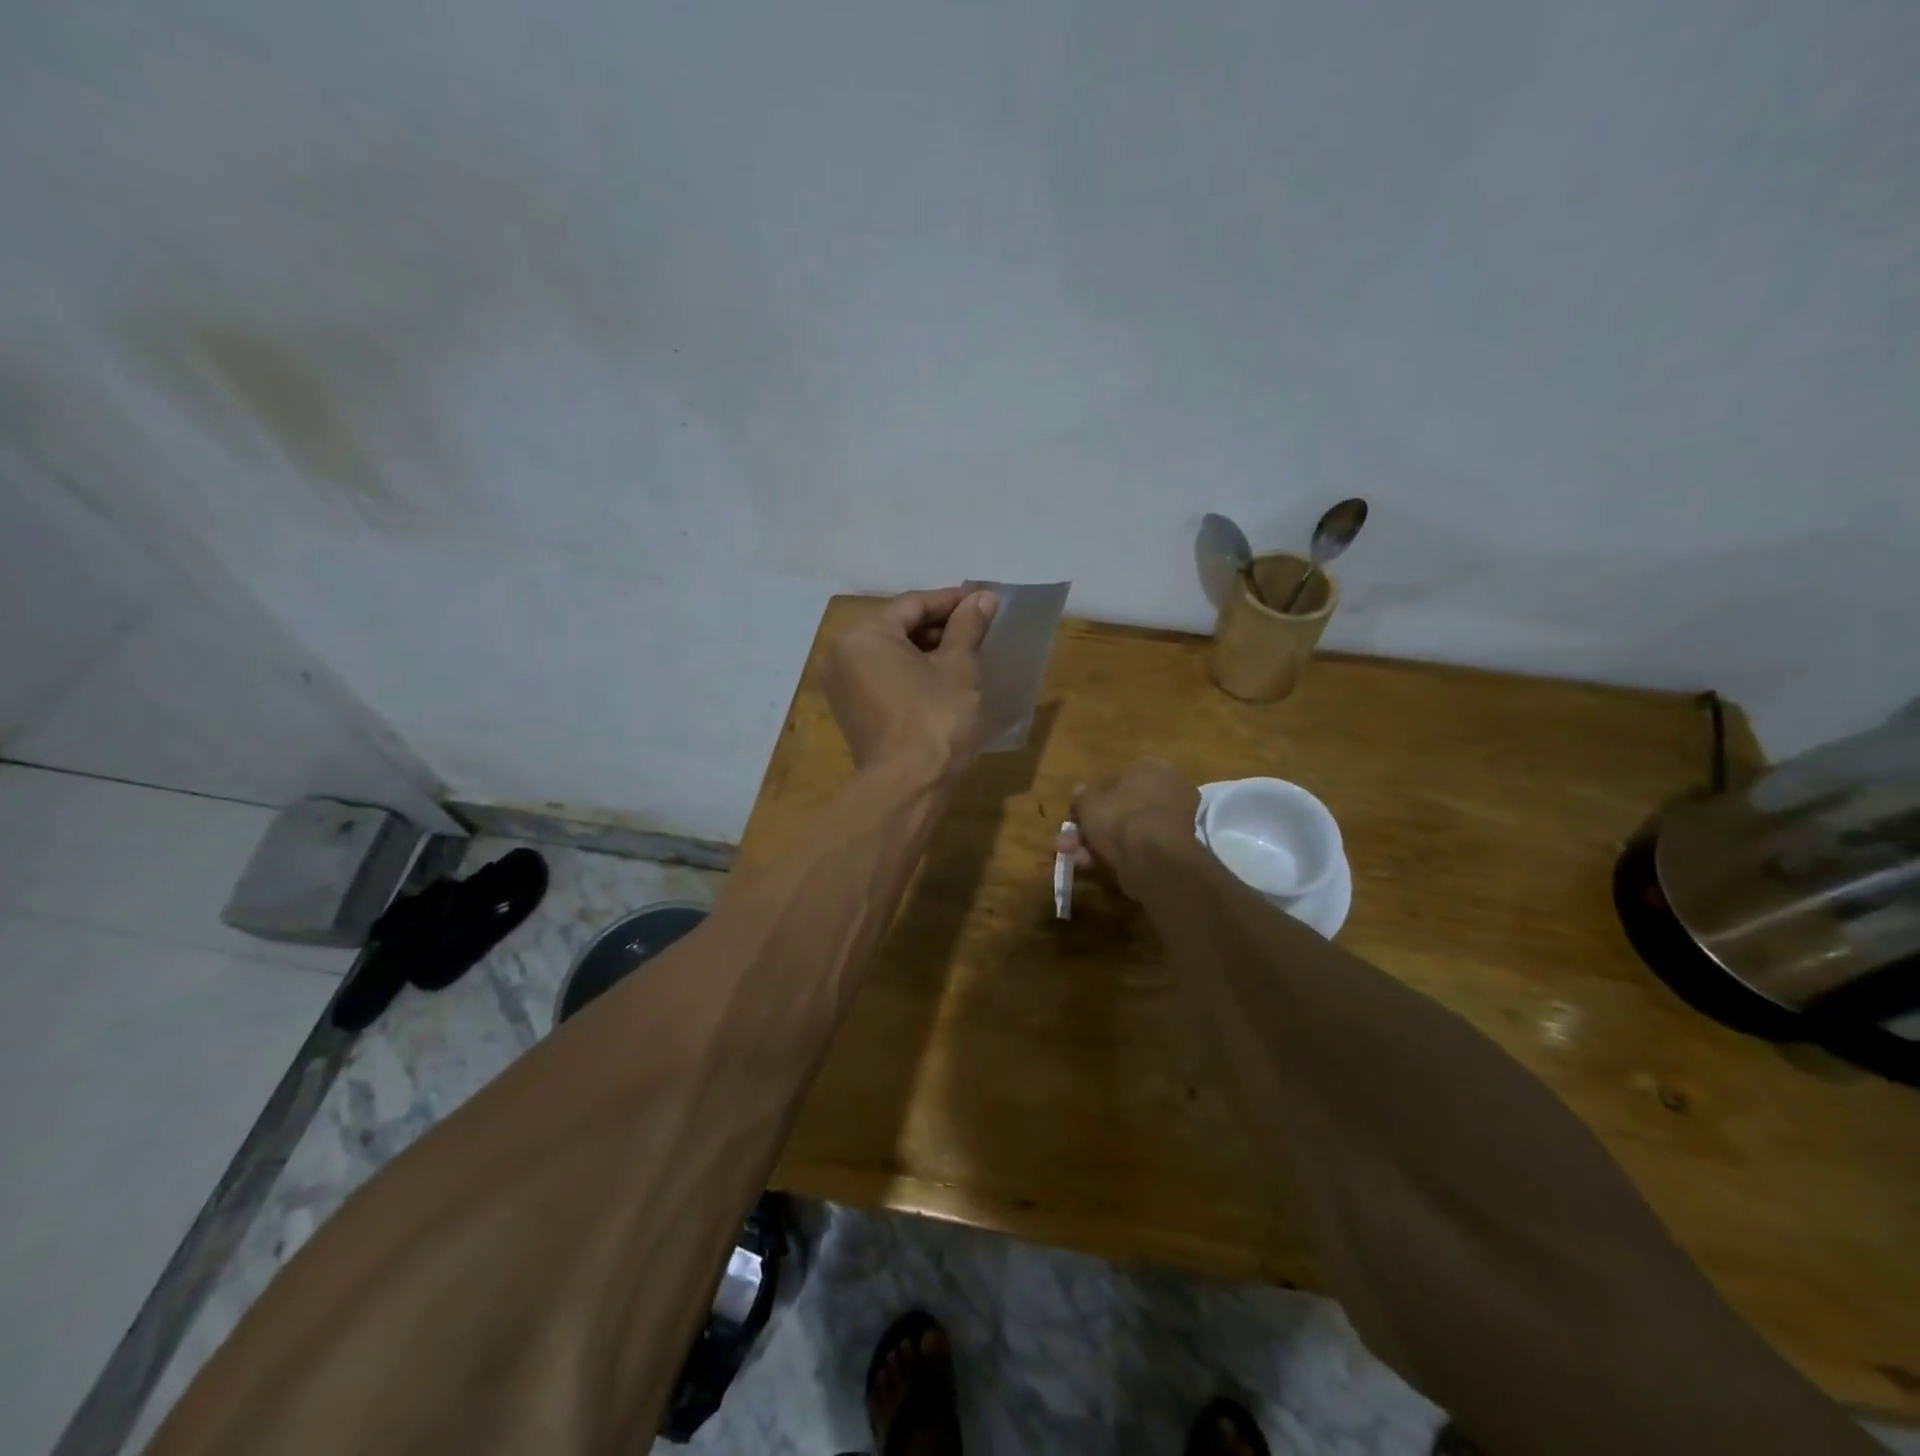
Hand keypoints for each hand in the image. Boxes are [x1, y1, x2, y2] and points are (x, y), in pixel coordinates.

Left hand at [824, 587, 998, 774]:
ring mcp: (843, 687)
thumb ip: (967, 627)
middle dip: (939, 627)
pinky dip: (911, 674)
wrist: (909, 786)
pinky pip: (884, 679)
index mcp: (863, 636)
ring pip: (890, 655)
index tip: (983, 601)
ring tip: (967, 652)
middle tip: (978, 627)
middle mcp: (842, 655)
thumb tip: (983, 597)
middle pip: (897, 628)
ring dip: (927, 651)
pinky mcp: (852, 713)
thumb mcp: (958, 667)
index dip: (951, 601)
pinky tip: (943, 679)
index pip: (912, 605)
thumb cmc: (936, 718)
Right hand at [1057, 759, 1201, 897]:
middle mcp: (1168, 792)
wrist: (1151, 857)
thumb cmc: (1119, 816)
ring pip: (1126, 830)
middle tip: (1068, 839)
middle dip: (1091, 825)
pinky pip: (1136, 847)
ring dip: (1095, 842)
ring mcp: (1171, 823)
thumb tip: (1081, 793)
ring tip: (1071, 855)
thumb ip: (1082, 796)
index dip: (1093, 797)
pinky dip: (1113, 854)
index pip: (1118, 779)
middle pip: (1121, 808)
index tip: (1076, 812)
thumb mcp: (1088, 801)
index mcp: (1152, 768)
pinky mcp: (1170, 851)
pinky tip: (1087, 864)